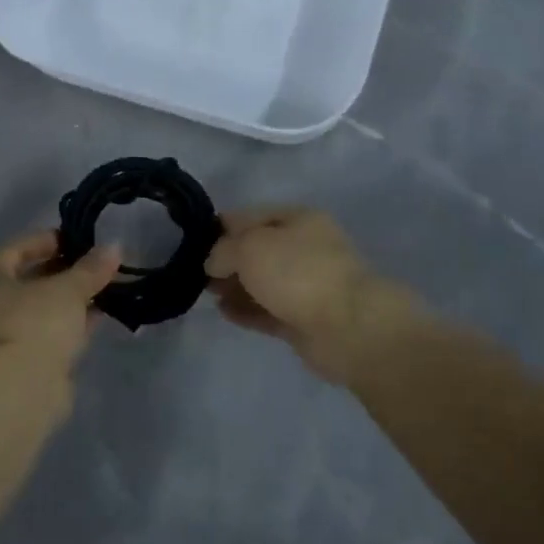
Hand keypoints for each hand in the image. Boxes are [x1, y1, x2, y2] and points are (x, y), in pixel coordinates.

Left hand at [0, 229, 121, 373]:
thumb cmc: (35, 324)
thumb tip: (114, 246)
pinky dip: (73, 322)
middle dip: (64, 270)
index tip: (75, 239)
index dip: (45, 240)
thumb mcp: (68, 289)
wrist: (21, 391)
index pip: (15, 249)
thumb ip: (91, 268)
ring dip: (72, 298)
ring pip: (44, 309)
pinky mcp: (27, 362)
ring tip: (105, 285)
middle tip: (95, 262)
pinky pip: (52, 332)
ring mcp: (9, 337)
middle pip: (30, 279)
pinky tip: (100, 315)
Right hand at [205, 207, 406, 385]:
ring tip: (207, 294)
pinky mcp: (305, 319)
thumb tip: (213, 262)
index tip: (195, 241)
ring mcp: (306, 285)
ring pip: (262, 281)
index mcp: (298, 219)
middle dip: (228, 259)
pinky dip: (246, 310)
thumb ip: (223, 250)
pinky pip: (268, 310)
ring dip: (235, 286)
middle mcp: (304, 247)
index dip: (222, 227)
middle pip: (257, 249)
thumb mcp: (250, 247)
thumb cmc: (298, 272)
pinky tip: (223, 312)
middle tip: (198, 273)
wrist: (348, 327)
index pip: (252, 216)